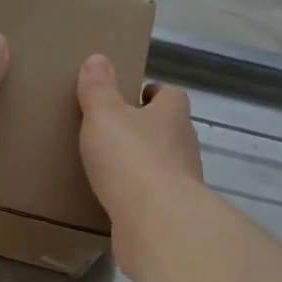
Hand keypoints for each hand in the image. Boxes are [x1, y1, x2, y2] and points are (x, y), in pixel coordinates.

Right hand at [77, 53, 204, 275]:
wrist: (156, 222)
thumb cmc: (131, 158)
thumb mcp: (104, 115)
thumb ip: (98, 89)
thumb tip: (98, 58)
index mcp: (172, 114)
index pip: (169, 95)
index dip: (151, 94)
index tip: (130, 97)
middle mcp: (183, 145)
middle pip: (167, 129)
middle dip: (145, 129)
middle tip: (112, 131)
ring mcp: (182, 181)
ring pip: (162, 163)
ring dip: (141, 163)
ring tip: (108, 166)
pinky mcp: (170, 212)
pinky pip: (152, 196)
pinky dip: (137, 194)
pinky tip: (114, 198)